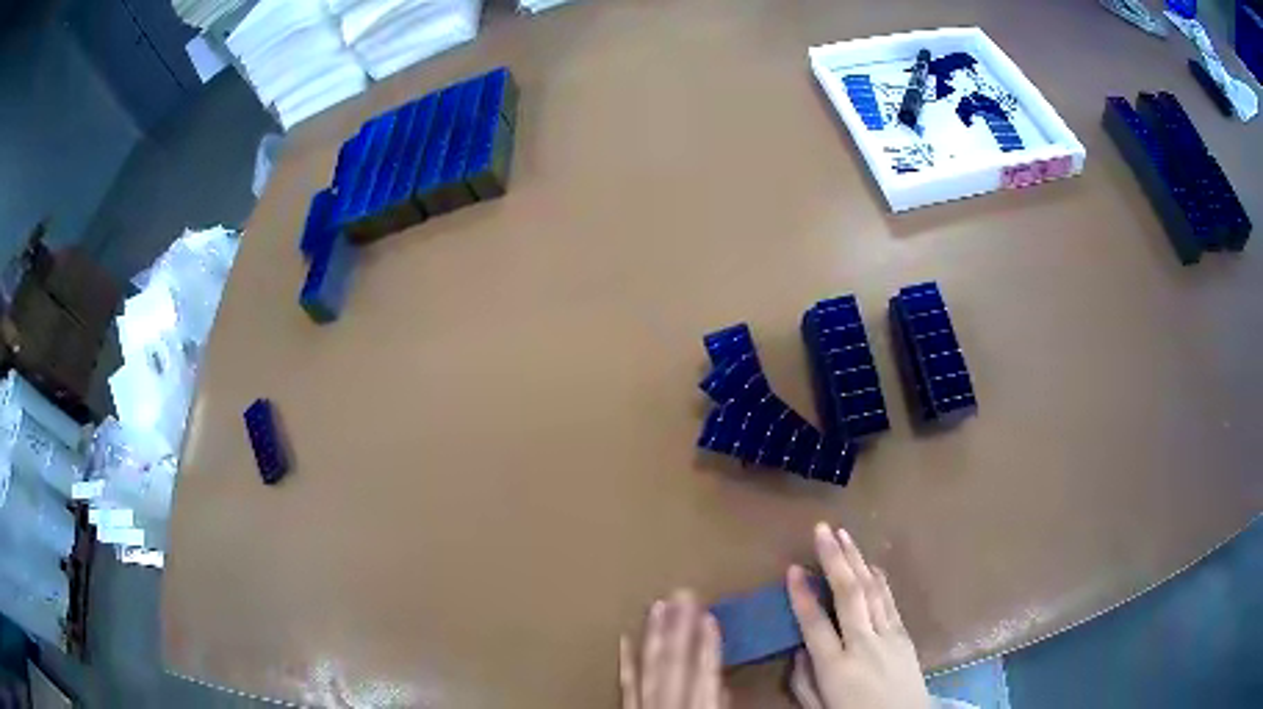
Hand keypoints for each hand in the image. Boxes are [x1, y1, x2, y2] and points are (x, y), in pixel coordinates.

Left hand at [620, 589, 725, 708]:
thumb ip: (721, 699)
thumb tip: (726, 682)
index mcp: (699, 707)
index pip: (705, 671)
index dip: (708, 642)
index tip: (709, 614)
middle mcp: (669, 703)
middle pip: (675, 661)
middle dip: (680, 627)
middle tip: (683, 593)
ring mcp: (644, 706)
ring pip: (649, 666)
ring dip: (654, 635)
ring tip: (658, 604)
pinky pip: (625, 683)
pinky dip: (627, 660)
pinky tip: (625, 638)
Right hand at [786, 523, 930, 708]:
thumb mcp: (818, 707)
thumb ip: (803, 680)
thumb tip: (799, 648)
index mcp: (836, 667)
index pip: (815, 624)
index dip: (802, 594)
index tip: (792, 568)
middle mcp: (863, 645)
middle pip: (848, 595)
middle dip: (834, 559)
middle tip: (821, 529)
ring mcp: (888, 636)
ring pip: (871, 590)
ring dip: (856, 559)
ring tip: (843, 534)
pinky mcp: (904, 634)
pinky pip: (888, 600)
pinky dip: (878, 579)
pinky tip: (870, 563)